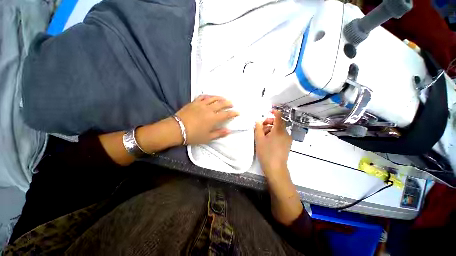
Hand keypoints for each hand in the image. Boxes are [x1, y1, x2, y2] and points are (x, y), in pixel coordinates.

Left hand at [176, 95, 238, 144]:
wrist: (176, 129)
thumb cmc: (193, 135)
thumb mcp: (207, 138)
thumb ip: (219, 133)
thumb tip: (229, 131)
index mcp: (213, 119)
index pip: (226, 114)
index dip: (233, 113)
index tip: (238, 112)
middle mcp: (209, 109)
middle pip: (221, 104)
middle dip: (228, 103)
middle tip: (231, 104)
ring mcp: (201, 104)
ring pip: (213, 98)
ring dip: (219, 98)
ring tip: (223, 98)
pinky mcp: (194, 102)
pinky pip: (202, 97)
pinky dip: (208, 96)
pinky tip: (210, 96)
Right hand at [254, 110, 291, 177]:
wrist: (275, 168)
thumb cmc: (266, 153)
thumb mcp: (259, 139)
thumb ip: (258, 128)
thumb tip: (258, 120)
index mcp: (279, 130)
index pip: (279, 116)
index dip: (274, 112)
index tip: (268, 111)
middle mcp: (285, 133)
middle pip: (278, 123)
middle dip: (269, 123)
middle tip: (260, 127)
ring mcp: (287, 139)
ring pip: (279, 129)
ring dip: (270, 129)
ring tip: (262, 136)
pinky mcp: (287, 144)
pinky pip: (280, 135)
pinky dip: (274, 134)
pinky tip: (268, 140)